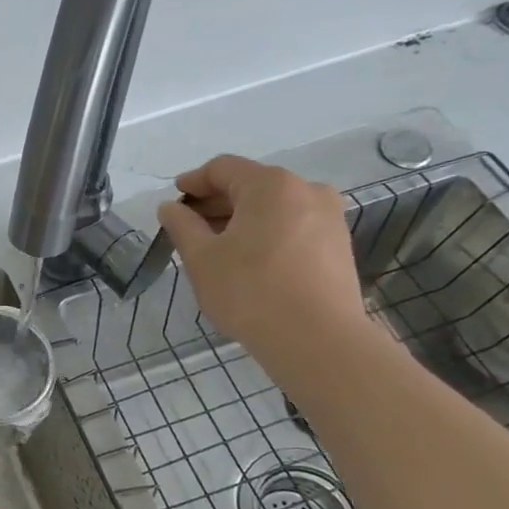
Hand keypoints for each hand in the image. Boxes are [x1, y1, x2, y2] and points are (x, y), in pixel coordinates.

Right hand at [156, 155, 367, 365]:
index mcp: (271, 185)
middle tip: (189, 227)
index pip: (223, 168)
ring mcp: (328, 218)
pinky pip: (293, 227)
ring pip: (274, 207)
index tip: (173, 201)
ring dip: (241, 220)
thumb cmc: (251, 292)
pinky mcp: (338, 246)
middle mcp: (306, 190)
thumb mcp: (202, 258)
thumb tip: (170, 207)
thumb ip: (181, 226)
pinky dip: (266, 234)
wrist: (318, 340)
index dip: (193, 182)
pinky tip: (249, 261)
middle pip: (251, 185)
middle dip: (217, 203)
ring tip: (216, 248)